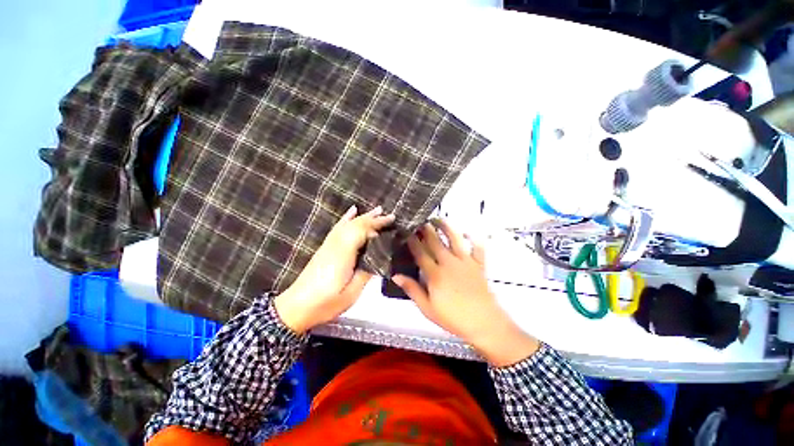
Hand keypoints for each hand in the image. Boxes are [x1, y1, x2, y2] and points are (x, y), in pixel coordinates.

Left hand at [275, 205, 394, 332]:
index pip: (361, 232)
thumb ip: (366, 273)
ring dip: (364, 216)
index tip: (391, 224)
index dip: (376, 226)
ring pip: (349, 224)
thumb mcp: (351, 293)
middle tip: (391, 215)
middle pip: (356, 225)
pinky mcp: (326, 247)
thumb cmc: (325, 303)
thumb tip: (378, 259)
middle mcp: (336, 244)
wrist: (296, 307)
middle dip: (374, 219)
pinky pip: (338, 227)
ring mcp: (329, 244)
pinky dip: (346, 218)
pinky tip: (352, 211)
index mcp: (343, 254)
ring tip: (378, 209)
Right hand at [392, 220, 538, 366]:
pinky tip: (468, 233)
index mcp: (435, 274)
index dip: (413, 241)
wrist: (484, 323)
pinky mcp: (478, 264)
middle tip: (420, 221)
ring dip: (446, 227)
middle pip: (435, 242)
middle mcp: (449, 263)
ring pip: (454, 239)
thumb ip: (412, 290)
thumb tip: (396, 275)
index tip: (407, 232)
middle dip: (426, 230)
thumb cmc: (453, 318)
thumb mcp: (427, 308)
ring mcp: (465, 262)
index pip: (420, 253)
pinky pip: (477, 247)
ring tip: (438, 219)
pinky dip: (473, 238)